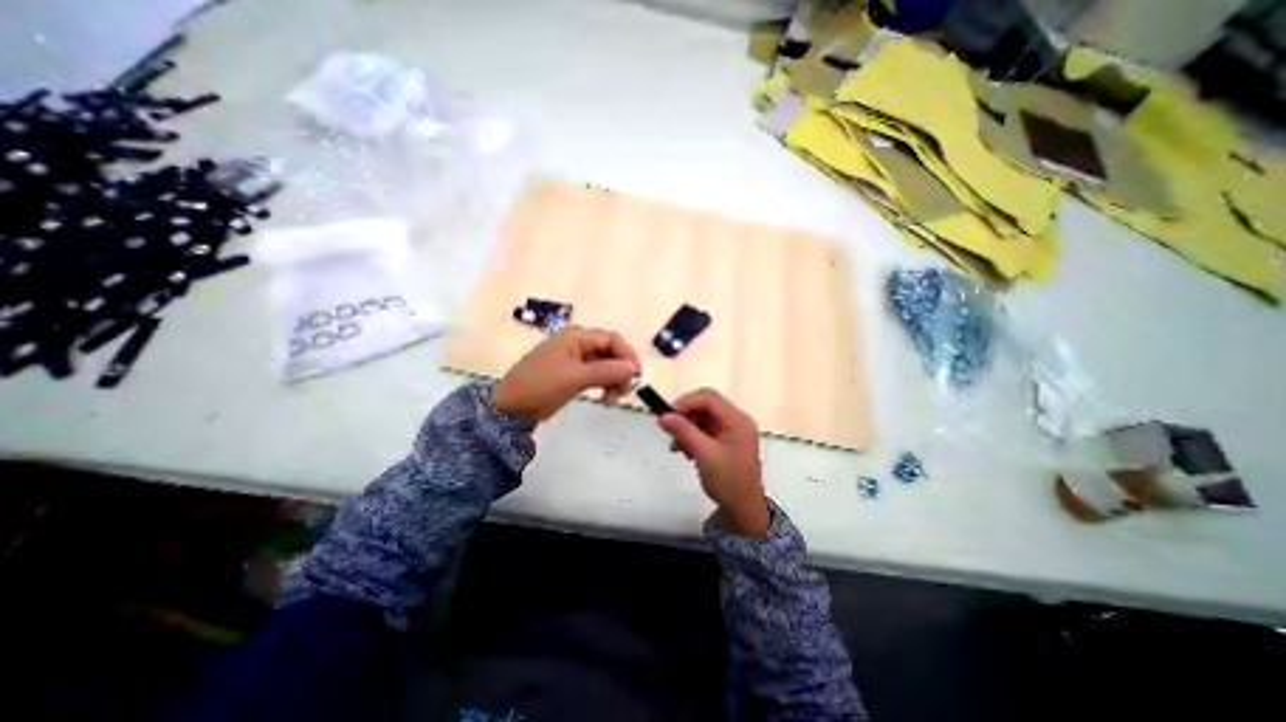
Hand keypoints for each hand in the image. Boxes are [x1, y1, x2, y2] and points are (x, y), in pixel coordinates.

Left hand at [491, 324, 641, 421]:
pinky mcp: (573, 375)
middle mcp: (578, 344)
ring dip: (614, 380)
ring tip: (612, 399)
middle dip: (621, 370)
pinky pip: (597, 376)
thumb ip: (607, 371)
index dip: (627, 354)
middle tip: (625, 391)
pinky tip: (605, 399)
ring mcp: (575, 361)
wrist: (510, 408)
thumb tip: (635, 368)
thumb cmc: (541, 385)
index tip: (637, 375)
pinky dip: (604, 386)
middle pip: (610, 352)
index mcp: (576, 337)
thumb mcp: (576, 377)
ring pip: (605, 366)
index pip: (612, 339)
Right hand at [658, 389, 767, 536]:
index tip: (667, 415)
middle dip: (685, 417)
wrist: (743, 510)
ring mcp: (732, 431)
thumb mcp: (704, 454)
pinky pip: (705, 430)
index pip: (709, 398)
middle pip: (705, 406)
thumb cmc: (728, 482)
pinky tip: (686, 451)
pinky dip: (692, 436)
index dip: (686, 402)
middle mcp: (736, 421)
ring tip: (677, 446)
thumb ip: (683, 431)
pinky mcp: (726, 441)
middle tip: (668, 429)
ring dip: (687, 428)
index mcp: (737, 420)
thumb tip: (663, 416)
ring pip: (703, 418)